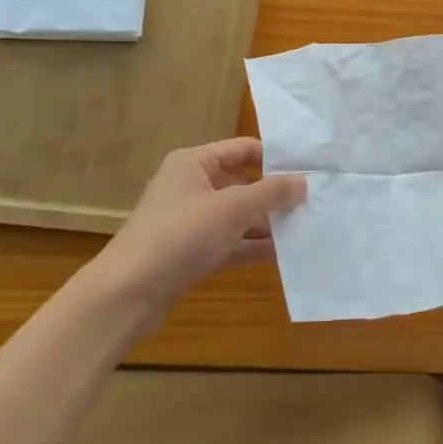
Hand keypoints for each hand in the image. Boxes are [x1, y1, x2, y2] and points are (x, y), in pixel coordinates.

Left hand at [84, 138, 304, 314]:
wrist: (127, 294)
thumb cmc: (180, 236)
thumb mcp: (232, 208)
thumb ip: (271, 192)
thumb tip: (304, 181)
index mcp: (194, 163)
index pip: (243, 149)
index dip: (276, 158)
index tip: (310, 170)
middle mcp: (192, 186)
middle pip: (243, 183)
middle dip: (276, 195)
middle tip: (315, 202)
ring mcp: (191, 221)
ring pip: (239, 216)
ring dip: (269, 224)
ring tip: (308, 229)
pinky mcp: (192, 252)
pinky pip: (231, 242)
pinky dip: (254, 247)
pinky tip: (286, 255)